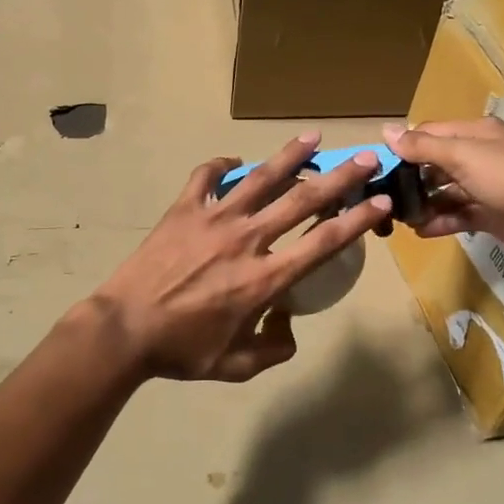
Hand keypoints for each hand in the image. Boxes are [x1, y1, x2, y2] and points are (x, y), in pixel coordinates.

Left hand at [88, 133, 392, 381]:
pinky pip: (205, 177)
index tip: (379, 200)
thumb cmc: (181, 351)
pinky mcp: (183, 210)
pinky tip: (233, 163)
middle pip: (302, 200)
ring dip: (290, 156)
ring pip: (260, 178)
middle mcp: (247, 240)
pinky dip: (221, 166)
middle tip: (364, 158)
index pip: (323, 242)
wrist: (123, 330)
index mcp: (265, 279)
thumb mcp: (236, 366)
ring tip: (313, 137)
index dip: (357, 220)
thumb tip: (289, 325)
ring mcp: (213, 219)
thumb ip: (273, 349)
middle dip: (339, 177)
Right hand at [383, 118, 503, 263]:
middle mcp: (480, 156)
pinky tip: (421, 231)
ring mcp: (488, 187)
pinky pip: (460, 216)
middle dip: (410, 179)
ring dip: (423, 203)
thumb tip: (385, 130)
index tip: (377, 167)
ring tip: (399, 219)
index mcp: (475, 134)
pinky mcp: (493, 216)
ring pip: (446, 192)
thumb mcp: (464, 156)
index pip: (430, 134)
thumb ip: (423, 146)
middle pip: (436, 164)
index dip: (404, 147)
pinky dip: (441, 222)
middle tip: (384, 198)